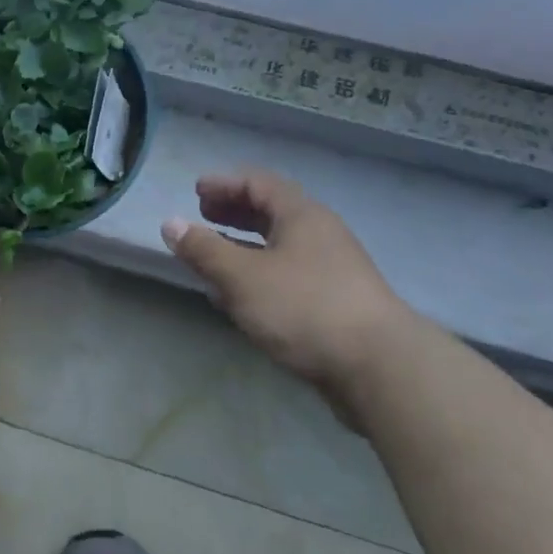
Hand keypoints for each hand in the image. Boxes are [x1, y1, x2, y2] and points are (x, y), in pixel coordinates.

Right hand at [162, 171, 415, 423]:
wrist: (382, 369)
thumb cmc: (305, 308)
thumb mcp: (243, 277)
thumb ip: (204, 250)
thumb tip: (170, 223)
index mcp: (301, 215)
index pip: (258, 183)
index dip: (224, 184)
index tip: (196, 192)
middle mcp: (320, 234)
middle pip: (272, 211)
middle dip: (235, 212)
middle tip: (205, 216)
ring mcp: (334, 270)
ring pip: (282, 246)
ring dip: (246, 246)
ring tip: (216, 258)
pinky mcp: (338, 304)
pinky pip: (291, 274)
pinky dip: (262, 274)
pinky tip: (246, 298)